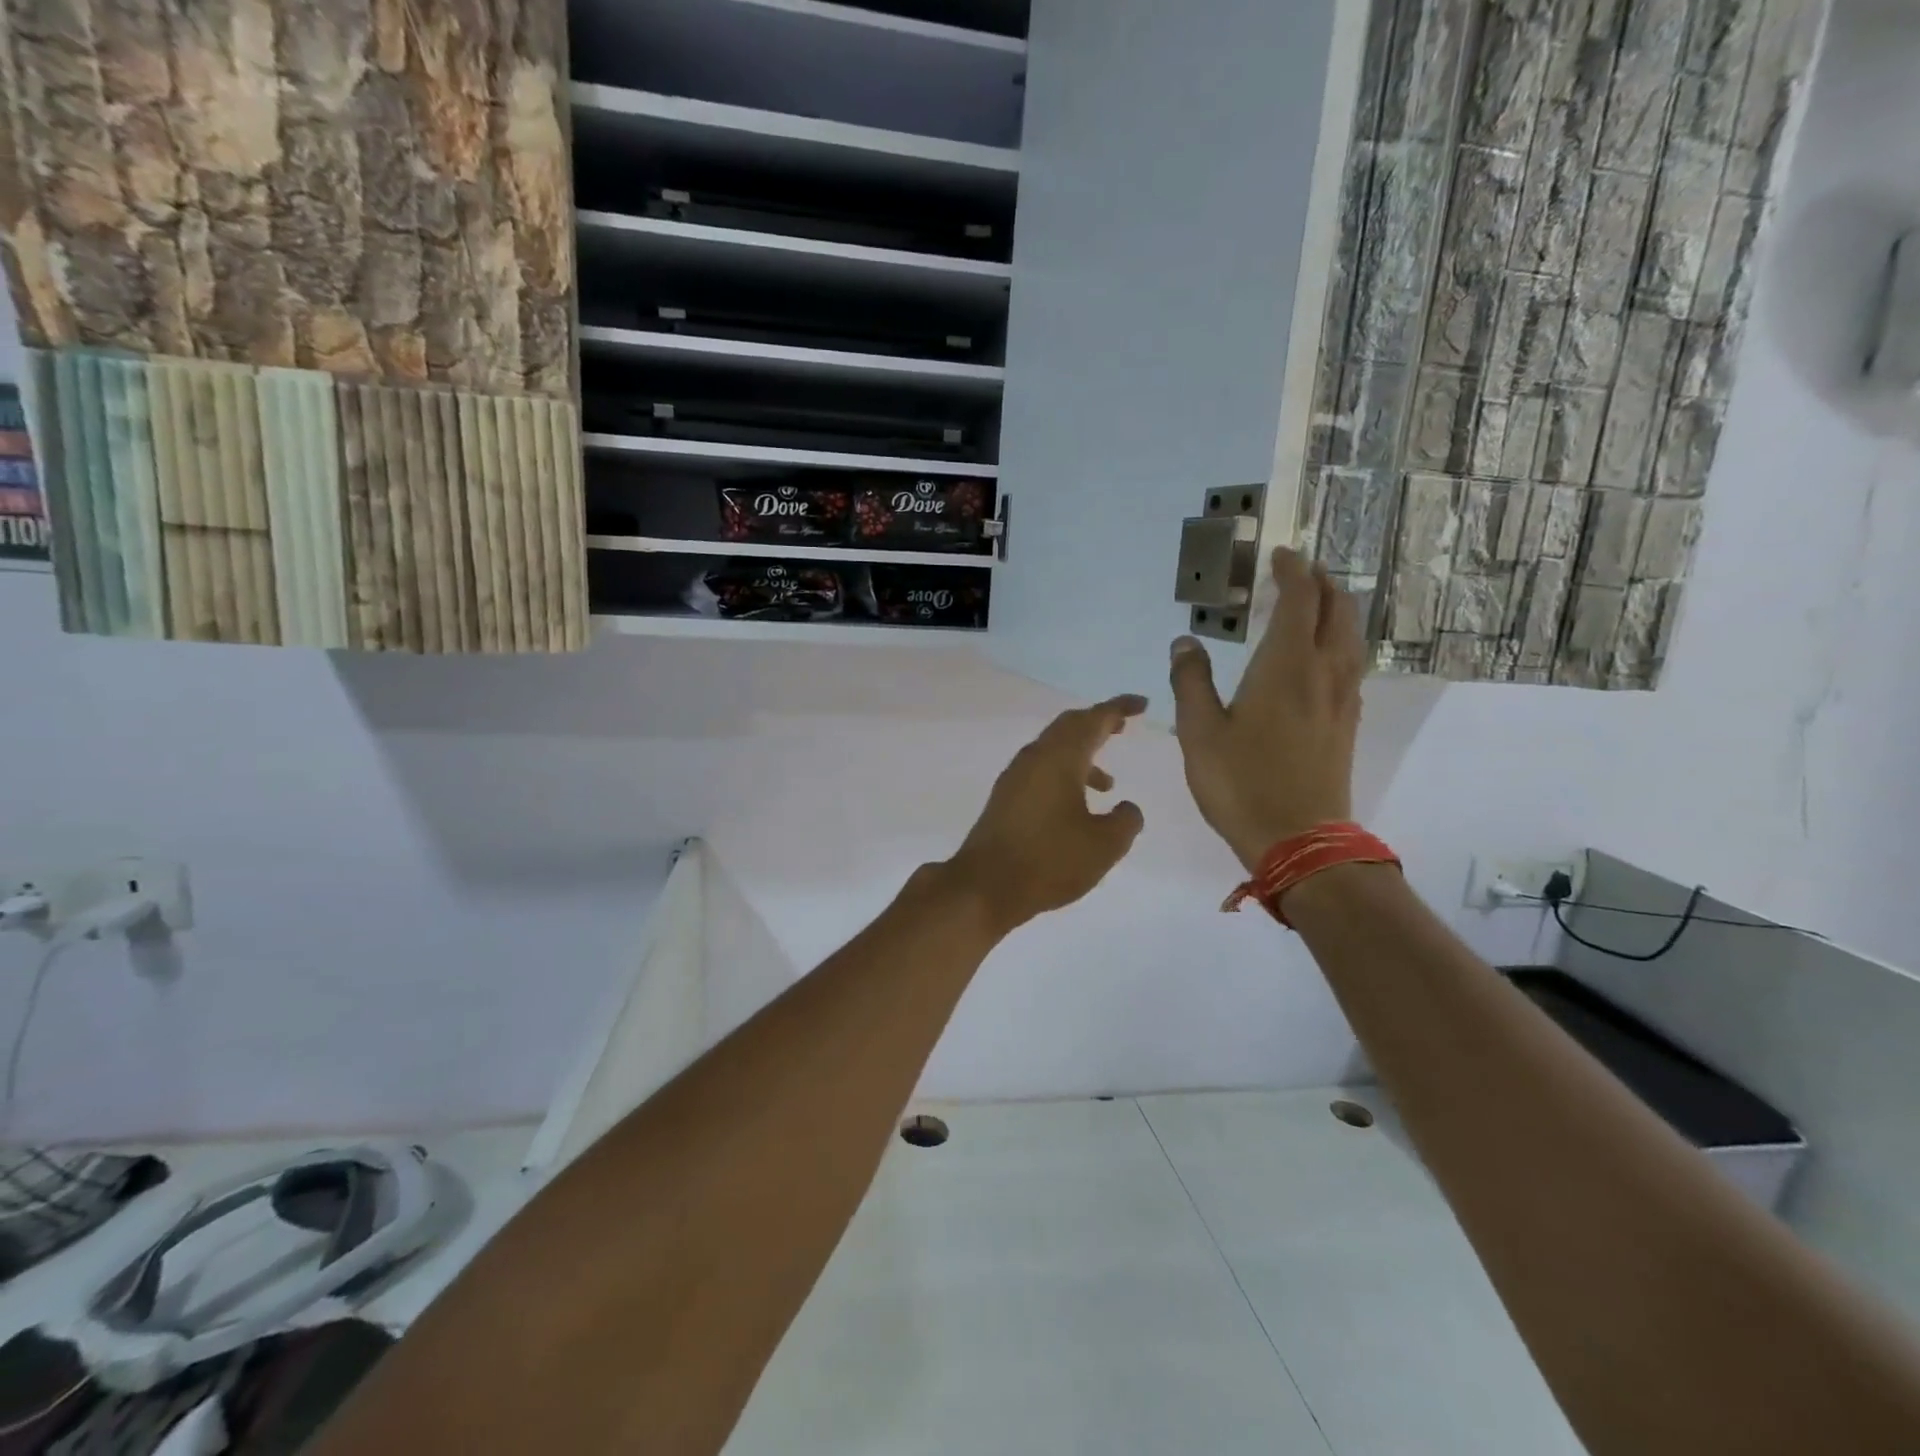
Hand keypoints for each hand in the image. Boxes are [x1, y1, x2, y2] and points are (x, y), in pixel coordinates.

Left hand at [944, 695, 1147, 932]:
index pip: (1094, 720)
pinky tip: (1075, 806)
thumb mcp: (1104, 845)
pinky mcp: (1005, 798)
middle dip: (1097, 723)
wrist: (985, 885)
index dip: (1119, 708)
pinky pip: (1041, 771)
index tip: (1141, 704)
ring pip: (1053, 751)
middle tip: (1122, 726)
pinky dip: (1064, 775)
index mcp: (1060, 758)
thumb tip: (1127, 808)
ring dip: (1082, 756)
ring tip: (1109, 783)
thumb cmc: (1050, 860)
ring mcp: (1015, 777)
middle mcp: (1034, 758)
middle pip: (1069, 727)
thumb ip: (1126, 821)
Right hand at [1169, 548, 1364, 869]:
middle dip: (1322, 582)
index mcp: (1286, 666)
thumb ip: (1191, 681)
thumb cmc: (1240, 783)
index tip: (1280, 555)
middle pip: (1338, 609)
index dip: (1293, 571)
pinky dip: (1339, 641)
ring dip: (1336, 610)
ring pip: (1351, 636)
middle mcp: (1324, 672)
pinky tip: (1321, 656)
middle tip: (1299, 572)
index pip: (1301, 599)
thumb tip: (1184, 643)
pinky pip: (1351, 663)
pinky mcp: (1347, 723)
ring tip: (1314, 604)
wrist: (1299, 840)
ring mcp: (1343, 698)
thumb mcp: (1199, 732)